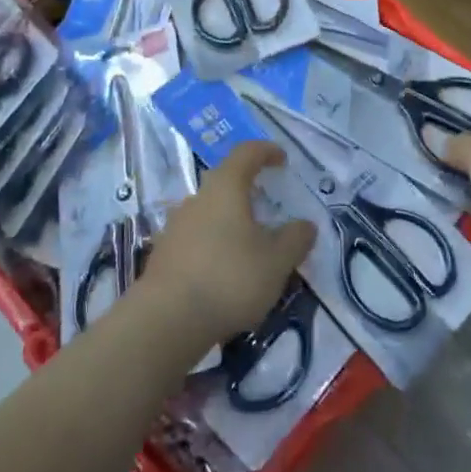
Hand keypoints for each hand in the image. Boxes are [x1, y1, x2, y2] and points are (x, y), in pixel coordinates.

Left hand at [137, 141, 315, 349]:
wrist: (166, 320)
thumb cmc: (229, 279)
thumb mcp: (276, 262)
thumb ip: (295, 239)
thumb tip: (306, 225)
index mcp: (226, 187)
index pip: (246, 153)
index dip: (266, 151)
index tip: (282, 159)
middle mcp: (197, 198)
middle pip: (225, 182)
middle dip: (248, 191)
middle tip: (269, 208)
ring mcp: (176, 226)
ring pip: (210, 213)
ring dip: (230, 222)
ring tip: (250, 247)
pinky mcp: (164, 254)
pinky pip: (196, 239)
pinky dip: (214, 247)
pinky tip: (225, 273)